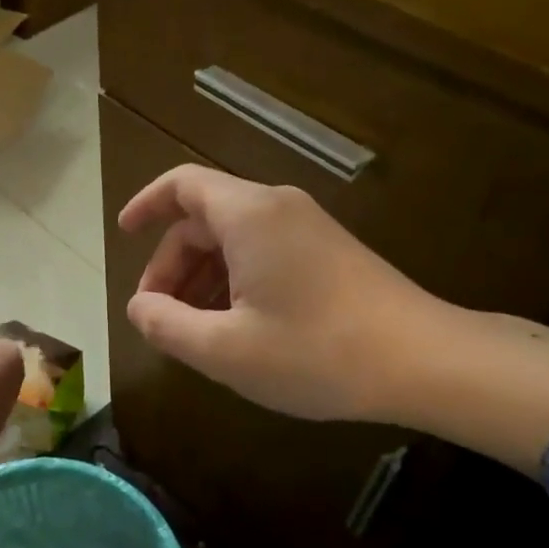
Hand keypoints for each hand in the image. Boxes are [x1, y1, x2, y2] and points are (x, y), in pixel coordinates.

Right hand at [119, 166, 445, 422]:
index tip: (122, 235)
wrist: (426, 362)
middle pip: (204, 219)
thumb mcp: (224, 350)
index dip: (145, 204)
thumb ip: (166, 325)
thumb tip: (139, 308)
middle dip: (171, 264)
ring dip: (202, 277)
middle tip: (159, 316)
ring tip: (193, 330)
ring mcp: (309, 229)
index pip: (182, 185)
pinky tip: (237, 328)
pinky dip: (235, 280)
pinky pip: (264, 253)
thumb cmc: (315, 352)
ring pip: (234, 239)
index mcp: (248, 216)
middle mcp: (278, 209)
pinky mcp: (330, 253)